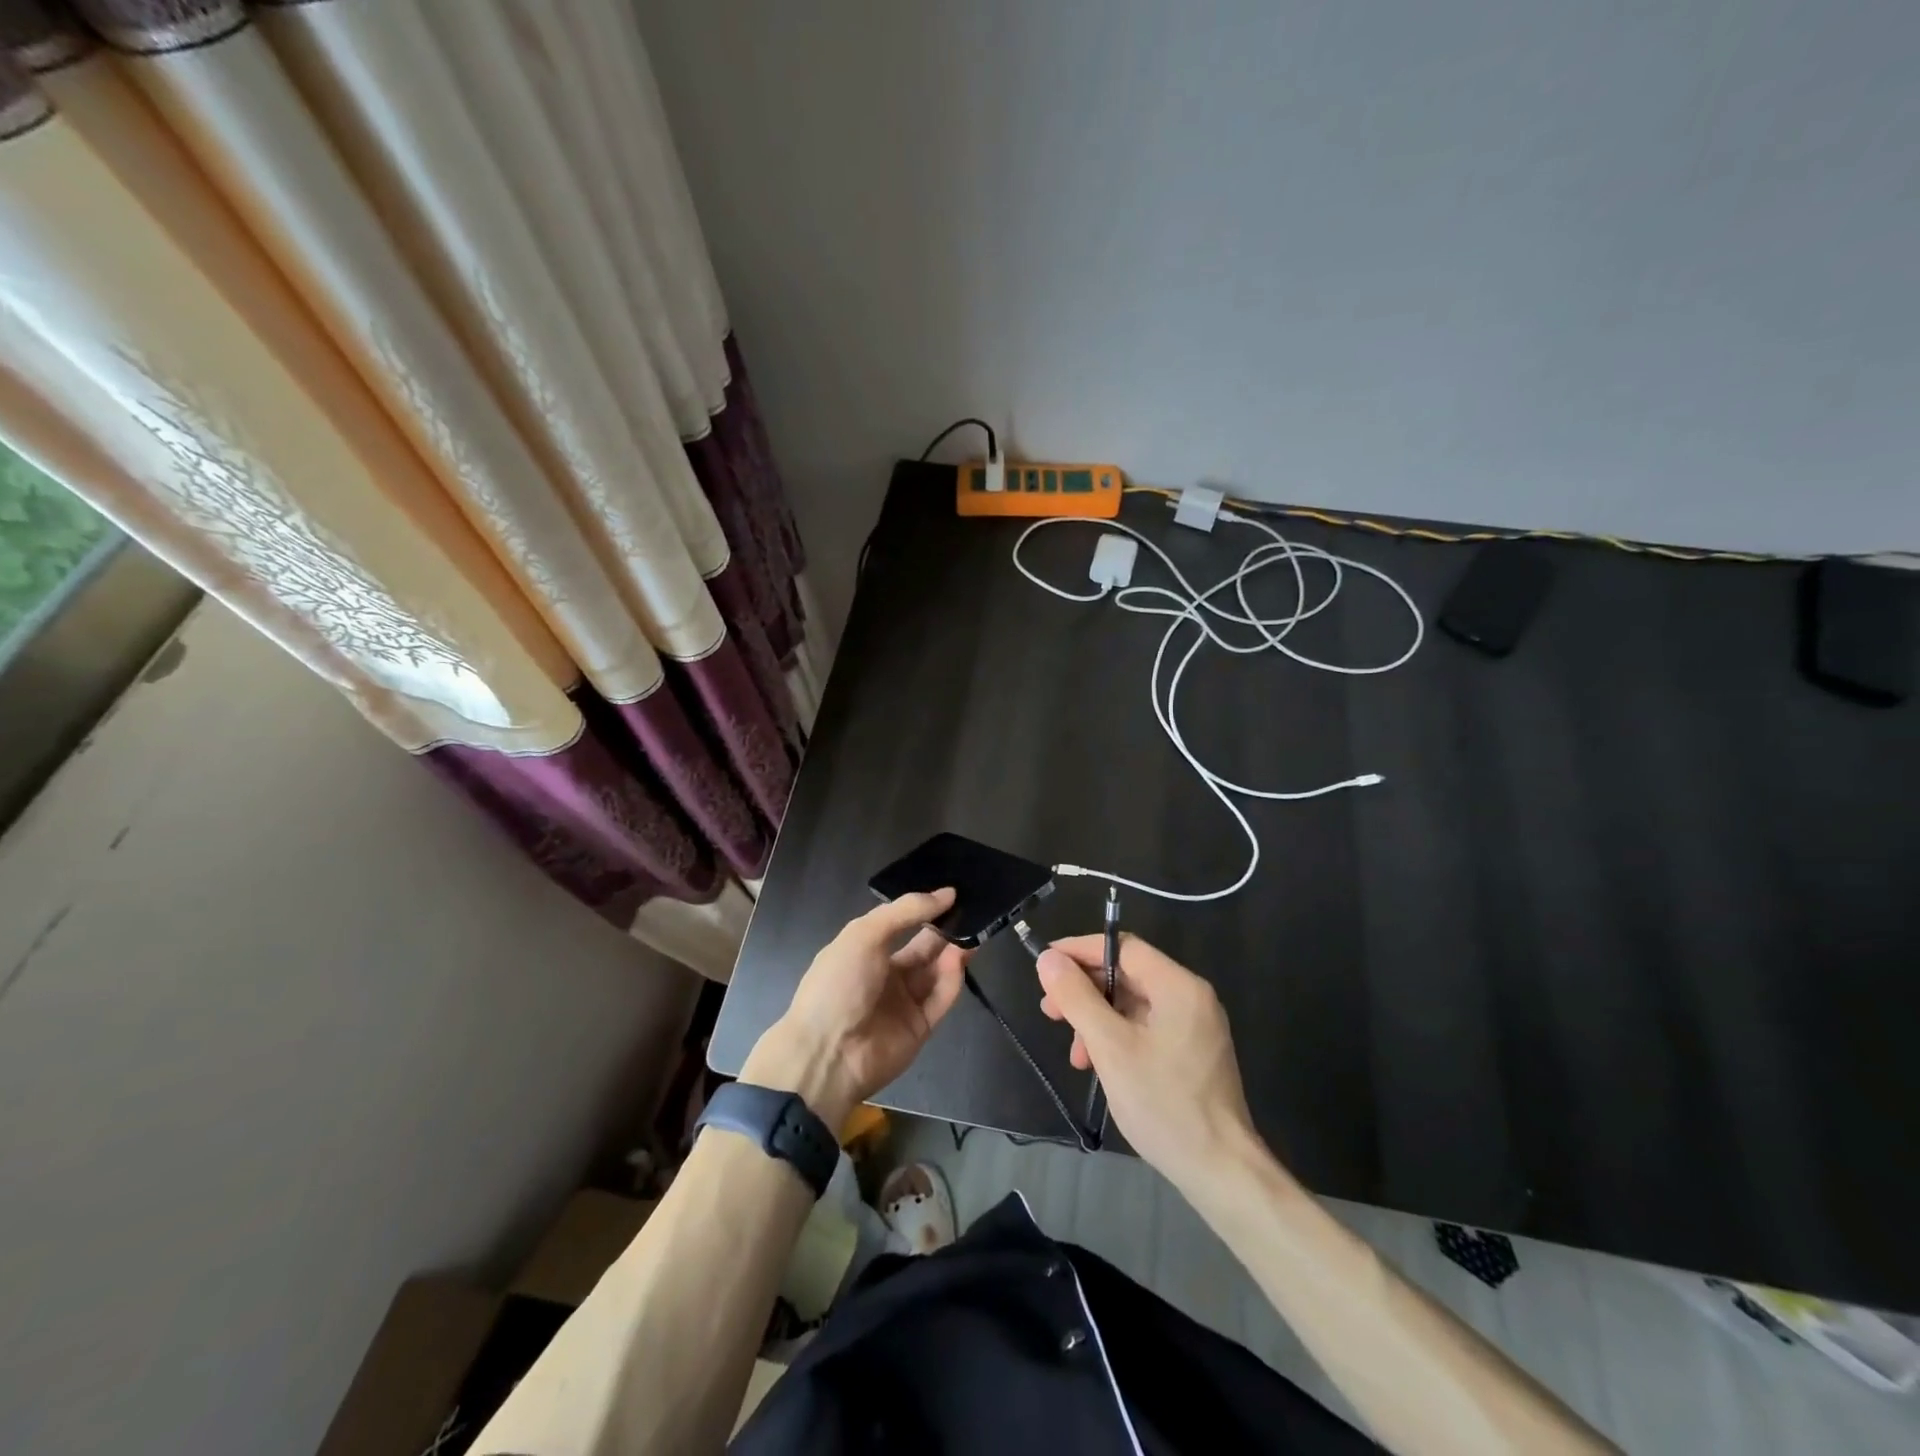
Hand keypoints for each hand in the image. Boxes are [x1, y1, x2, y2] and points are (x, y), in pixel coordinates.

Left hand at [742, 889, 968, 1127]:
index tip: (952, 895)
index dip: (925, 909)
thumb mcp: (865, 934)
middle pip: (924, 948)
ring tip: (971, 934)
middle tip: (971, 913)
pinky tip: (960, 960)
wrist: (827, 1054)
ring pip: (936, 972)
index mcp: (865, 949)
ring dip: (953, 953)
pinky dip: (952, 979)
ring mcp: (904, 1002)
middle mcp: (885, 974)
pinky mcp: (920, 1027)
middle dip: (945, 931)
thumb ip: (906, 911)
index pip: (901, 923)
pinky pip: (940, 999)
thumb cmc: (839, 983)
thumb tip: (947, 894)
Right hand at [1036, 933, 1259, 1192]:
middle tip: (1050, 1011)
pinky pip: (1146, 1028)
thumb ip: (1077, 997)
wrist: (1220, 1172)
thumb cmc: (1163, 1103)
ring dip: (1097, 1020)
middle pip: (1127, 975)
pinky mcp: (1192, 1053)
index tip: (1046, 964)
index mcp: (1178, 986)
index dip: (1080, 951)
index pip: (1122, 948)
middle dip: (1085, 991)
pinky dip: (1117, 1038)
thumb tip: (1049, 959)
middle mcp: (1191, 997)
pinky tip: (1098, 1064)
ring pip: (1133, 1005)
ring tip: (1074, 1052)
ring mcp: (1194, 1026)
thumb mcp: (1110, 1047)